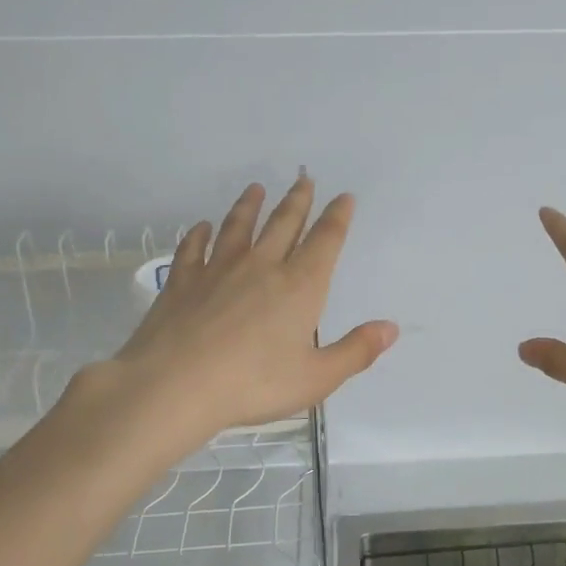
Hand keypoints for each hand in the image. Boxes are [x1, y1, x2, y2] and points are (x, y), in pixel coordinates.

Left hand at [93, 175, 396, 440]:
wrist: (175, 385)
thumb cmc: (253, 384)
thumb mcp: (316, 378)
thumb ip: (356, 351)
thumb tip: (391, 328)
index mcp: (299, 286)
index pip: (325, 241)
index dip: (337, 217)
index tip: (344, 197)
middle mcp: (261, 267)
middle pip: (283, 223)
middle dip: (297, 200)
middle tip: (304, 180)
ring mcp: (218, 270)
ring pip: (238, 227)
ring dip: (249, 206)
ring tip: (255, 189)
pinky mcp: (182, 282)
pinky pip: (193, 249)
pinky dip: (198, 235)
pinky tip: (200, 227)